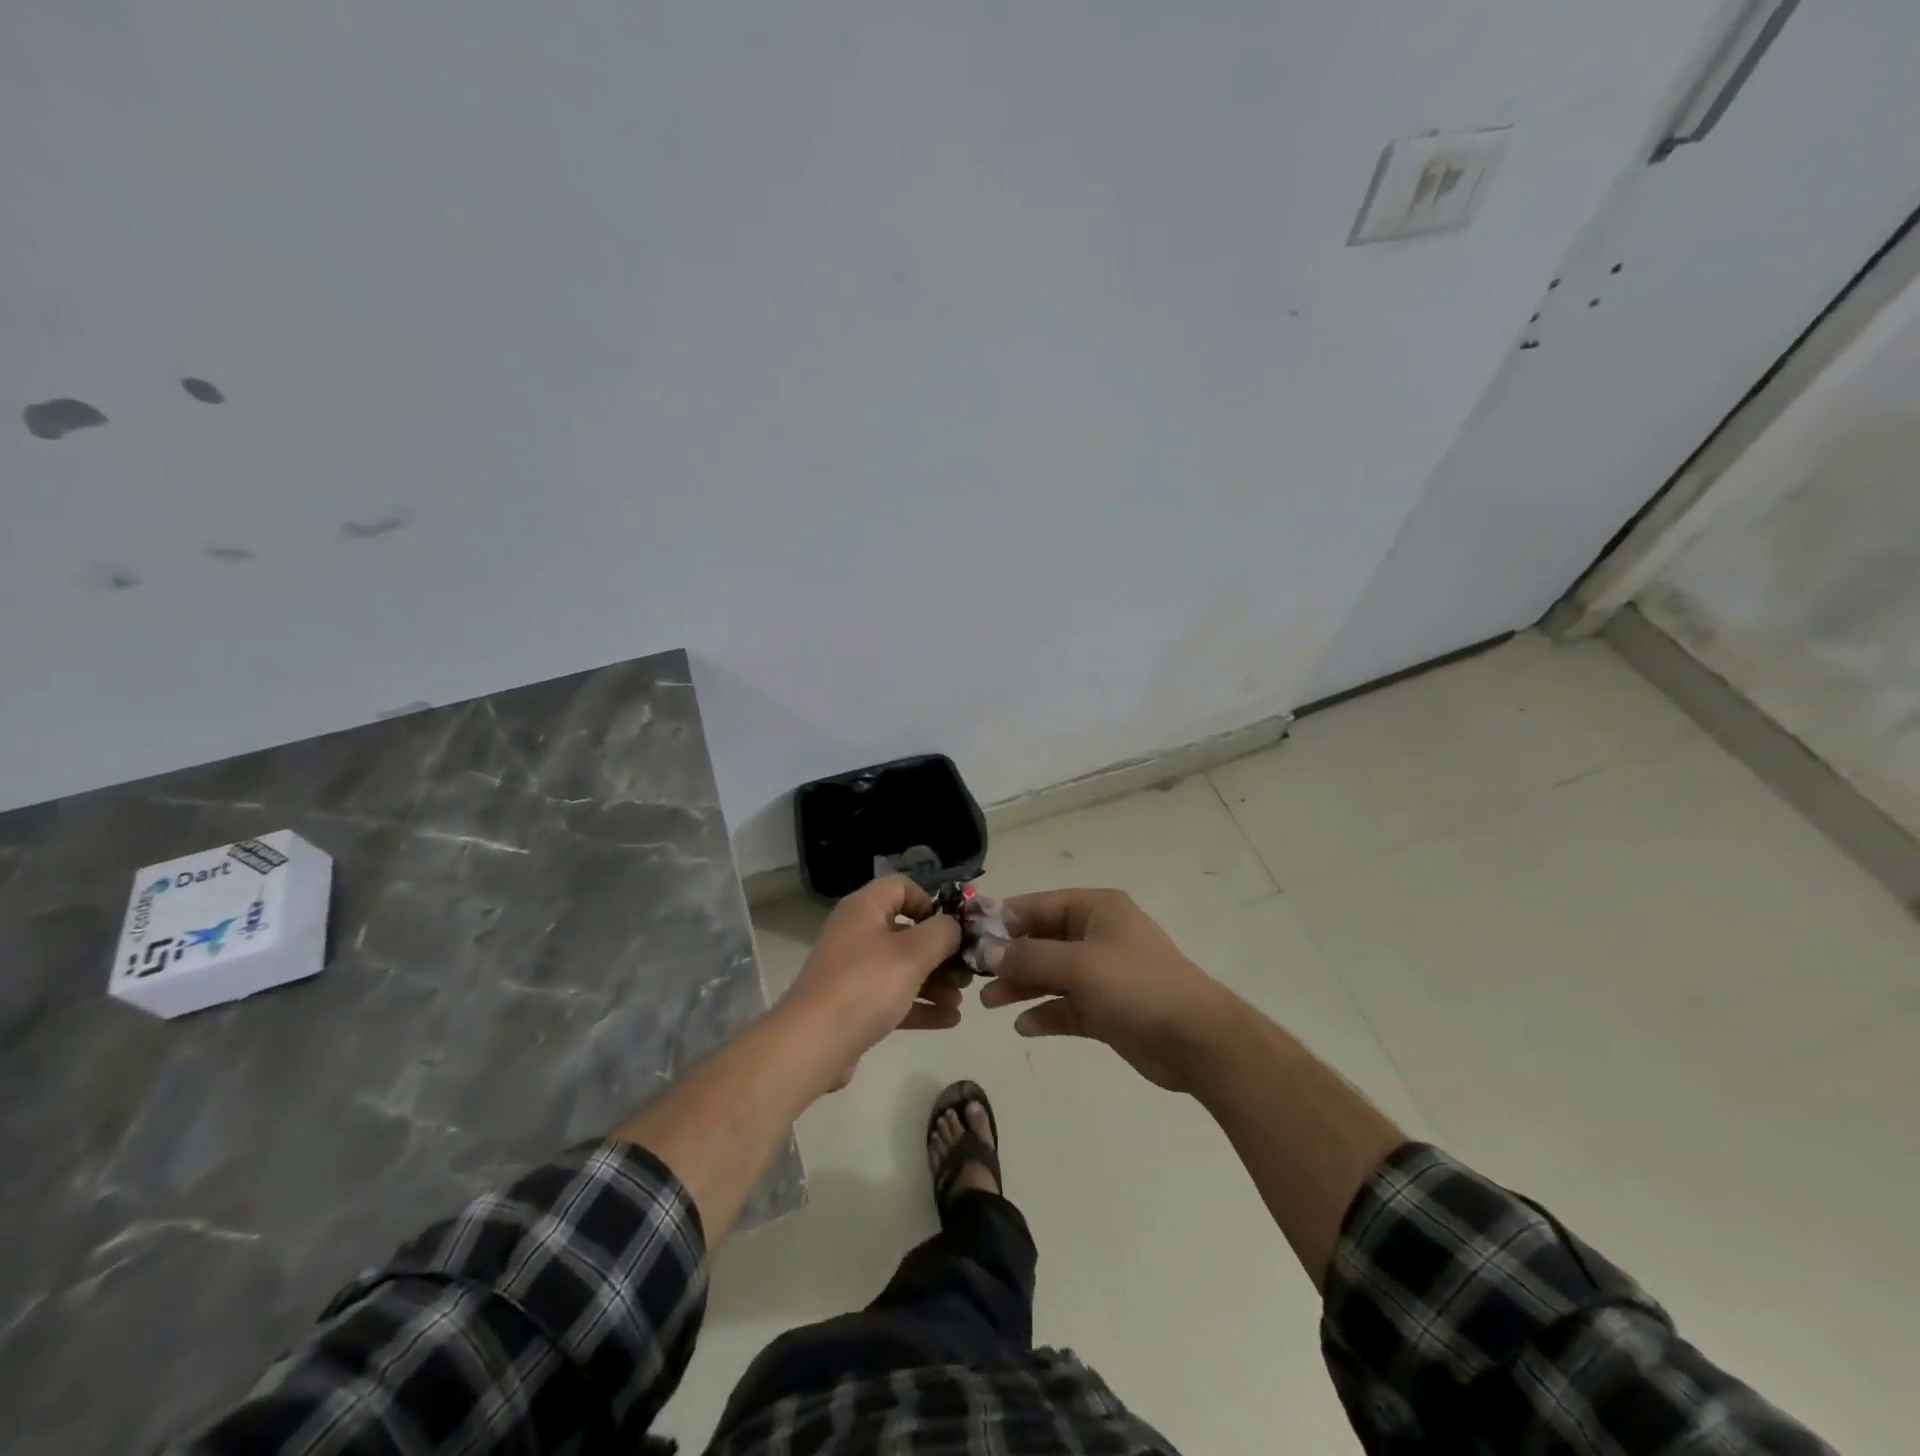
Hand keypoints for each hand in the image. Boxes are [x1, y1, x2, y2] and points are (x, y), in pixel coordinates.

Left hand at [777, 876, 964, 1092]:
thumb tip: (953, 927)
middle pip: (907, 931)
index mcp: (865, 909)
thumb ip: (942, 933)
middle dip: (941, 952)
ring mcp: (854, 971)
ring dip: (935, 981)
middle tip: (966, 972)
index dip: (930, 902)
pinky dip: (920, 1004)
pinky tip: (949, 1020)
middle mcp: (857, 933)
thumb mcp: (913, 953)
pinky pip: (894, 997)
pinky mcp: (854, 1005)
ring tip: (961, 1000)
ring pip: (903, 967)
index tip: (952, 929)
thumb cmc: (865, 985)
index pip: (901, 887)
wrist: (812, 1044)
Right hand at [979, 888, 1237, 1091]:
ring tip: (989, 1003)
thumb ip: (1029, 956)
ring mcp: (1102, 973)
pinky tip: (1024, 1026)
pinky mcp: (1106, 1008)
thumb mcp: (1079, 965)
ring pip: (1050, 974)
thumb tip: (988, 949)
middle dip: (1008, 957)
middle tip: (973, 976)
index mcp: (1095, 909)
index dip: (1003, 919)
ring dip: (1021, 986)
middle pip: (1041, 940)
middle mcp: (1097, 935)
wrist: (1196, 1041)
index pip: (1038, 905)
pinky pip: (1066, 1005)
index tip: (967, 936)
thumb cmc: (1137, 987)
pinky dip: (1046, 1013)